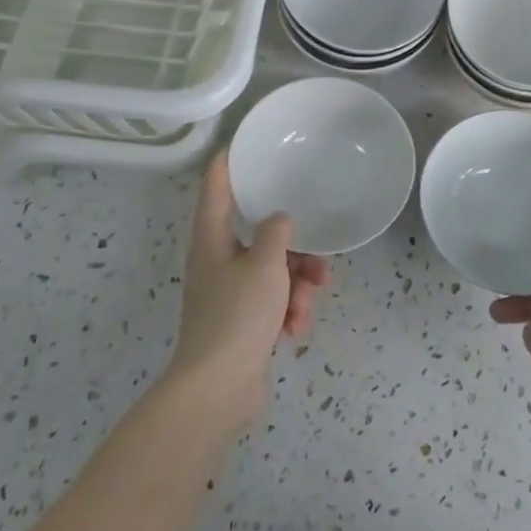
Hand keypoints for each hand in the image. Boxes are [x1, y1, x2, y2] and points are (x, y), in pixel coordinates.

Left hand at [166, 153, 329, 426]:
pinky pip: (273, 300)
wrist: (217, 390)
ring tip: (307, 303)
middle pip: (259, 234)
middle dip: (294, 248)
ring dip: (297, 284)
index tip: (247, 140)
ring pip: (274, 270)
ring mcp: (229, 292)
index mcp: (212, 238)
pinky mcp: (242, 321)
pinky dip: (288, 310)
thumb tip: (279, 220)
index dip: (230, 160)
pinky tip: (296, 329)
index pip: (217, 186)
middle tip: (317, 257)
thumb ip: (276, 233)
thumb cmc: (237, 315)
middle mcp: (218, 259)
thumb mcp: (265, 264)